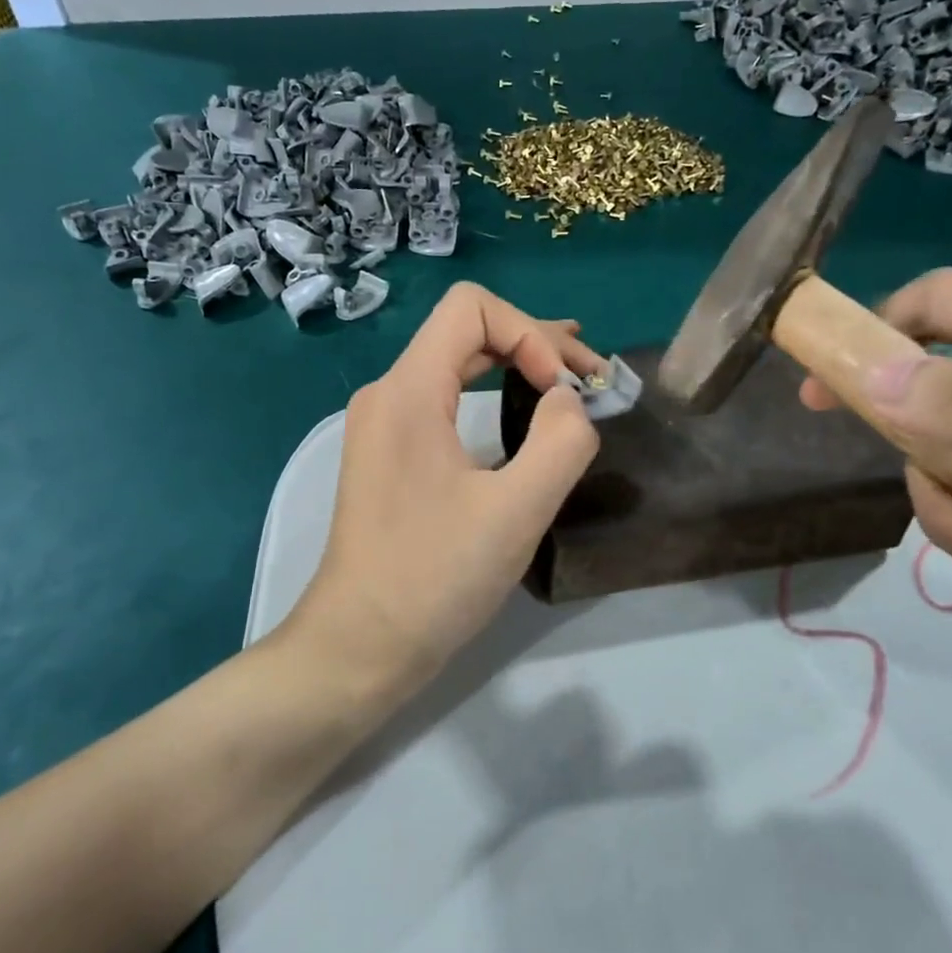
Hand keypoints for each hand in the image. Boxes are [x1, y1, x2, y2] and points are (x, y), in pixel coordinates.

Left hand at [288, 282, 601, 699]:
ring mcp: (383, 424)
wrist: (359, 645)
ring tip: (568, 380)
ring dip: (515, 366)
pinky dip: (492, 395)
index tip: (562, 393)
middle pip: (466, 331)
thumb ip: (561, 440)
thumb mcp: (517, 511)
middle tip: (591, 376)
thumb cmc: (434, 578)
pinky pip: (445, 400)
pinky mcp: (389, 454)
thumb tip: (567, 400)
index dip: (530, 333)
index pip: (472, 307)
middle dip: (534, 344)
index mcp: (408, 390)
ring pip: (456, 364)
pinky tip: (523, 414)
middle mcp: (388, 393)